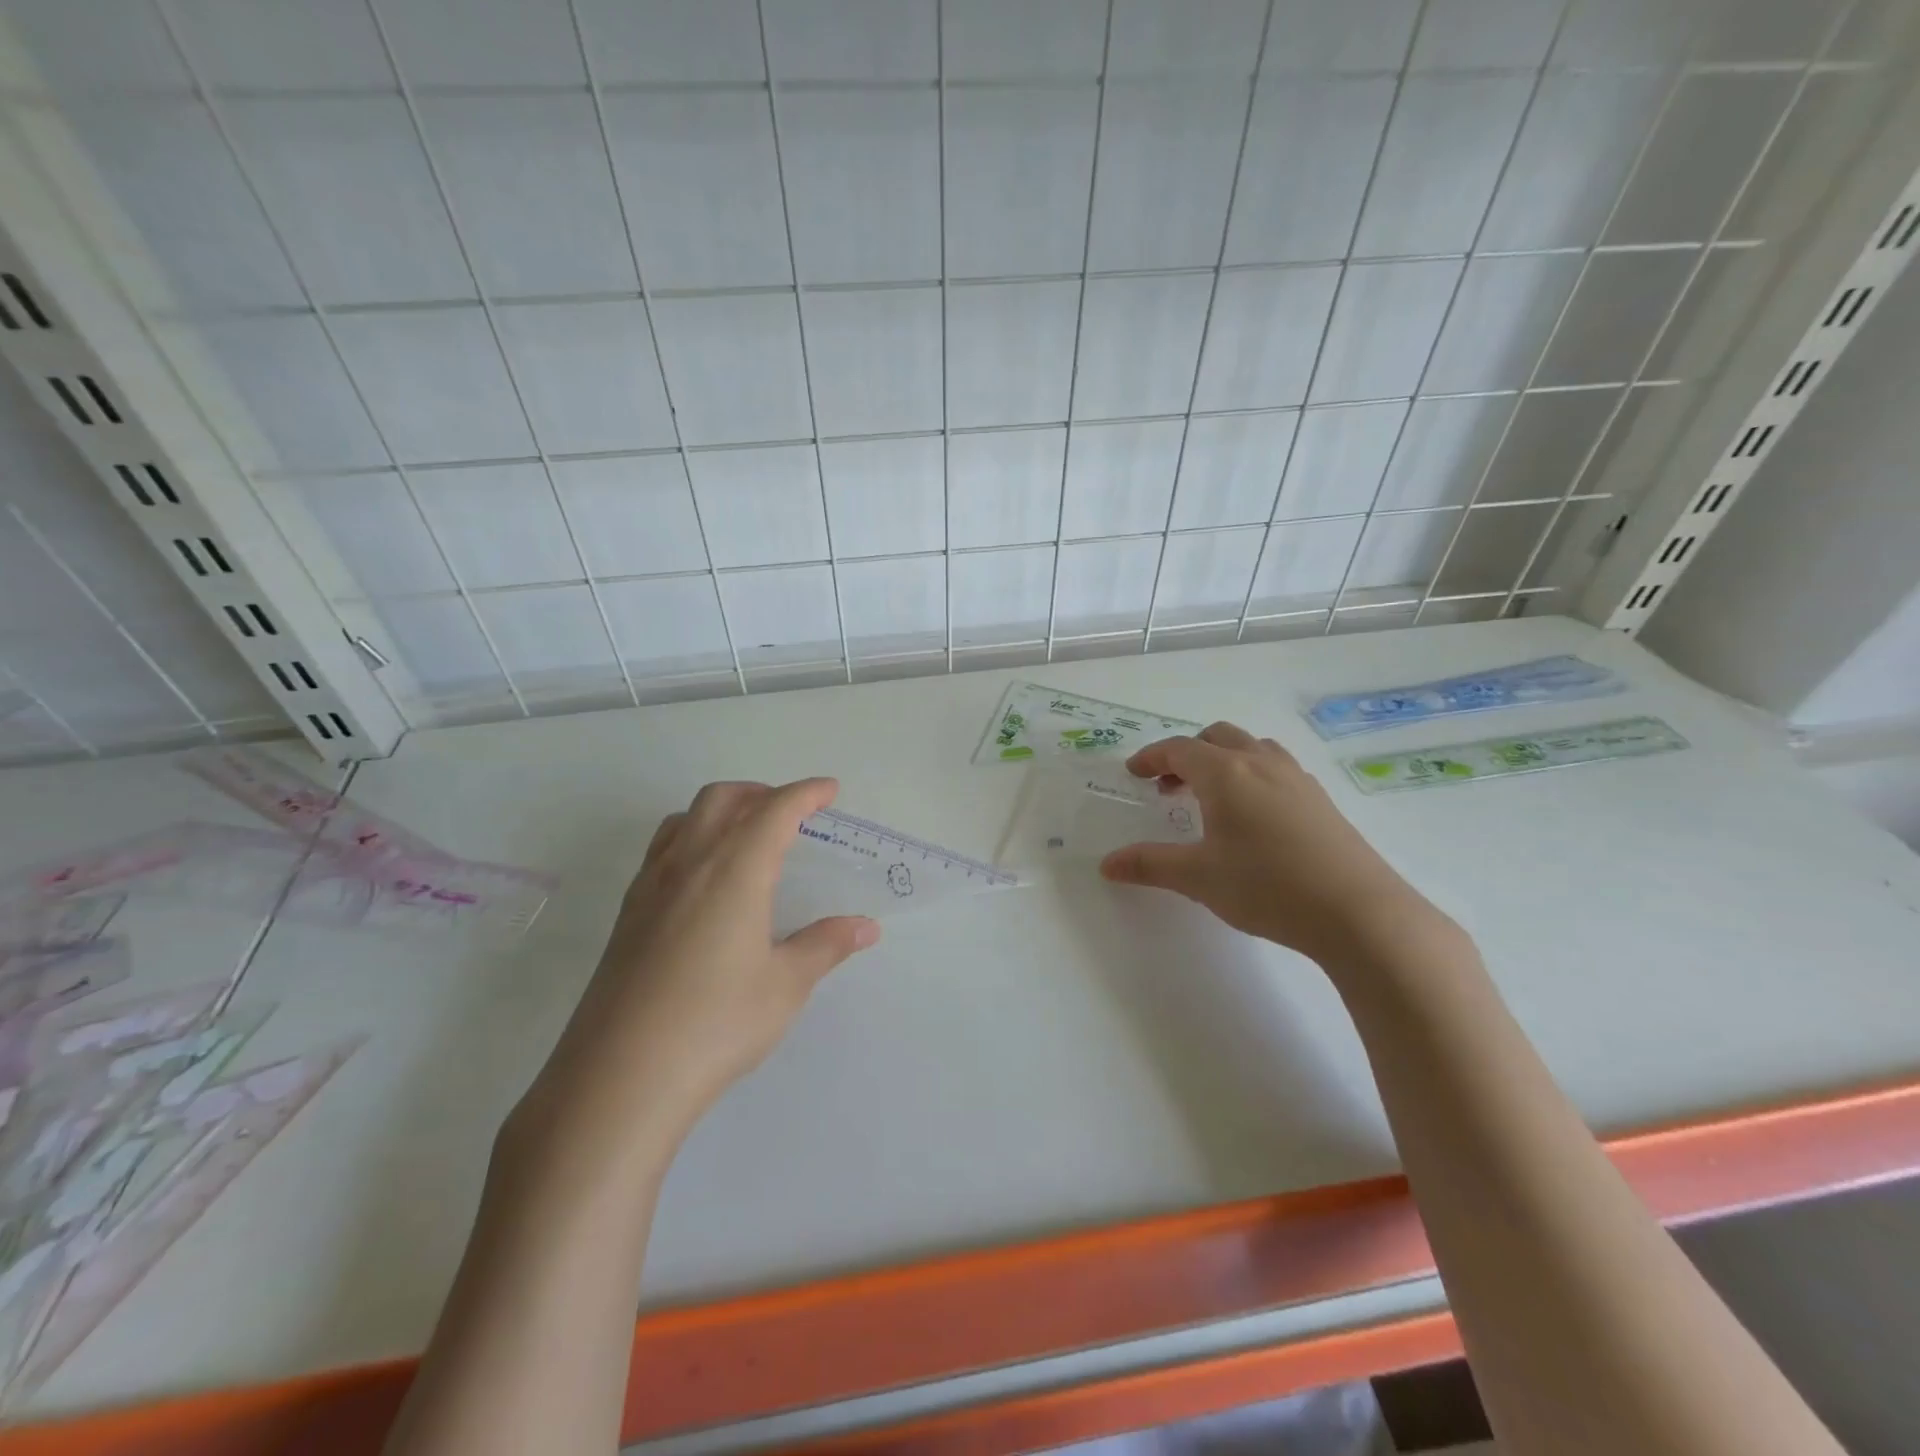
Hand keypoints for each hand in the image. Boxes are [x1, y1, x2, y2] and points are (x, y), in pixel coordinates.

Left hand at [516, 779, 879, 1162]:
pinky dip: (691, 838)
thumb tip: (865, 927)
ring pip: (684, 819)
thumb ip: (825, 946)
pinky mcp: (626, 915)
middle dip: (761, 792)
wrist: (619, 1078)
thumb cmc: (715, 1024)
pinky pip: (662, 850)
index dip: (805, 793)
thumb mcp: (785, 986)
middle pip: (722, 799)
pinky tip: (704, 880)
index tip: (830, 790)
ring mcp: (649, 887)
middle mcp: (688, 864)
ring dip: (721, 810)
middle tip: (791, 811)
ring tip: (746, 834)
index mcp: (733, 870)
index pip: (774, 811)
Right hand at [1099, 723, 1451, 968]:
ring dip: (1223, 759)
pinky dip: (1252, 774)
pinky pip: (1276, 767)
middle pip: (1216, 737)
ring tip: (1211, 796)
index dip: (1151, 758)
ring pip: (1251, 748)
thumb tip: (1106, 864)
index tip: (1134, 773)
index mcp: (1225, 773)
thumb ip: (1149, 865)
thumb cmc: (1267, 886)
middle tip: (1169, 786)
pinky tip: (1253, 816)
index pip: (1178, 749)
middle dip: (1186, 754)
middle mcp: (1260, 763)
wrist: (1358, 912)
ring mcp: (1296, 779)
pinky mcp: (1321, 800)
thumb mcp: (1198, 878)